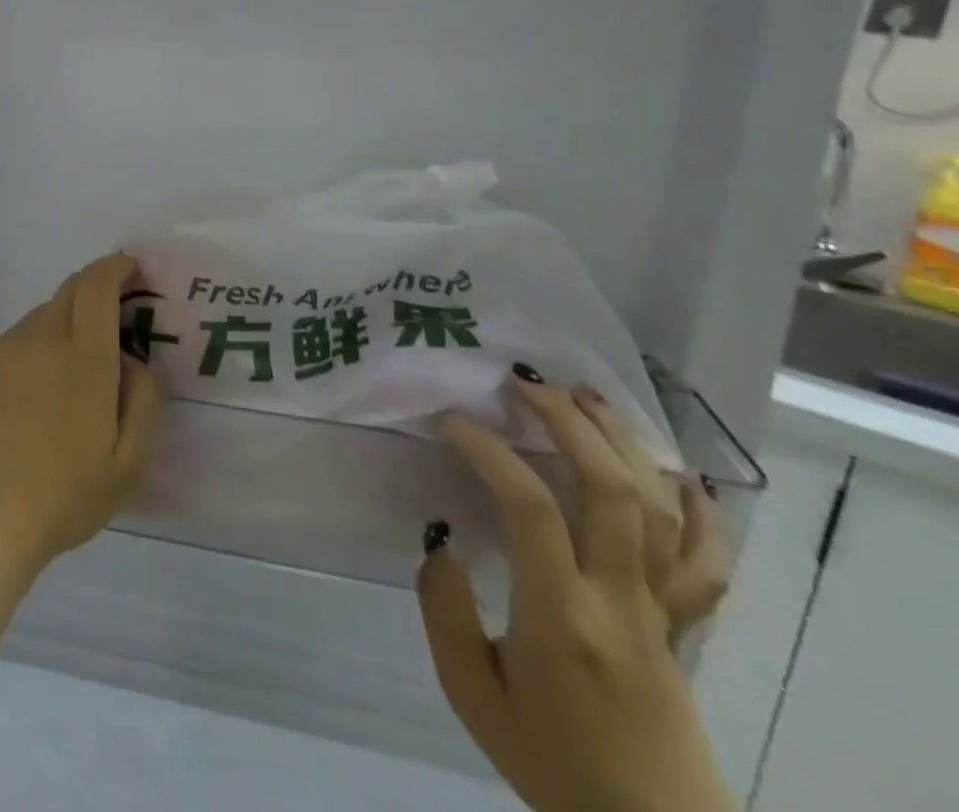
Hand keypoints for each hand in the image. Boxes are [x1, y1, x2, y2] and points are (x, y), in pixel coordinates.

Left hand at [0, 254, 162, 573]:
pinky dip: (37, 345)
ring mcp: (6, 349)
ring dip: (65, 322)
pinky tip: (37, 390)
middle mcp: (42, 339)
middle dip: (94, 290)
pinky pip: (18, 339)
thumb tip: (137, 360)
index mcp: (84, 358)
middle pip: (69, 290)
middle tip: (112, 319)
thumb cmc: (65, 494)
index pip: (97, 286)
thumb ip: (143, 400)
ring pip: (43, 315)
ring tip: (73, 371)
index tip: (130, 268)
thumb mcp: (129, 462)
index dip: (115, 268)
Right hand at [418, 375, 736, 811]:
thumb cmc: (552, 763)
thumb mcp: (472, 695)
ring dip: (623, 444)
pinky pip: (707, 561)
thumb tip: (442, 544)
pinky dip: (699, 510)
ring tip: (586, 398)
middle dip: (569, 424)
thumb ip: (445, 613)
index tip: (450, 423)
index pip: (531, 508)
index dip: (489, 450)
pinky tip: (676, 472)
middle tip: (524, 384)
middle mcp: (621, 602)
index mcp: (562, 617)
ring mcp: (662, 612)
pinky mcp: (683, 626)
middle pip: (613, 492)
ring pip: (662, 511)